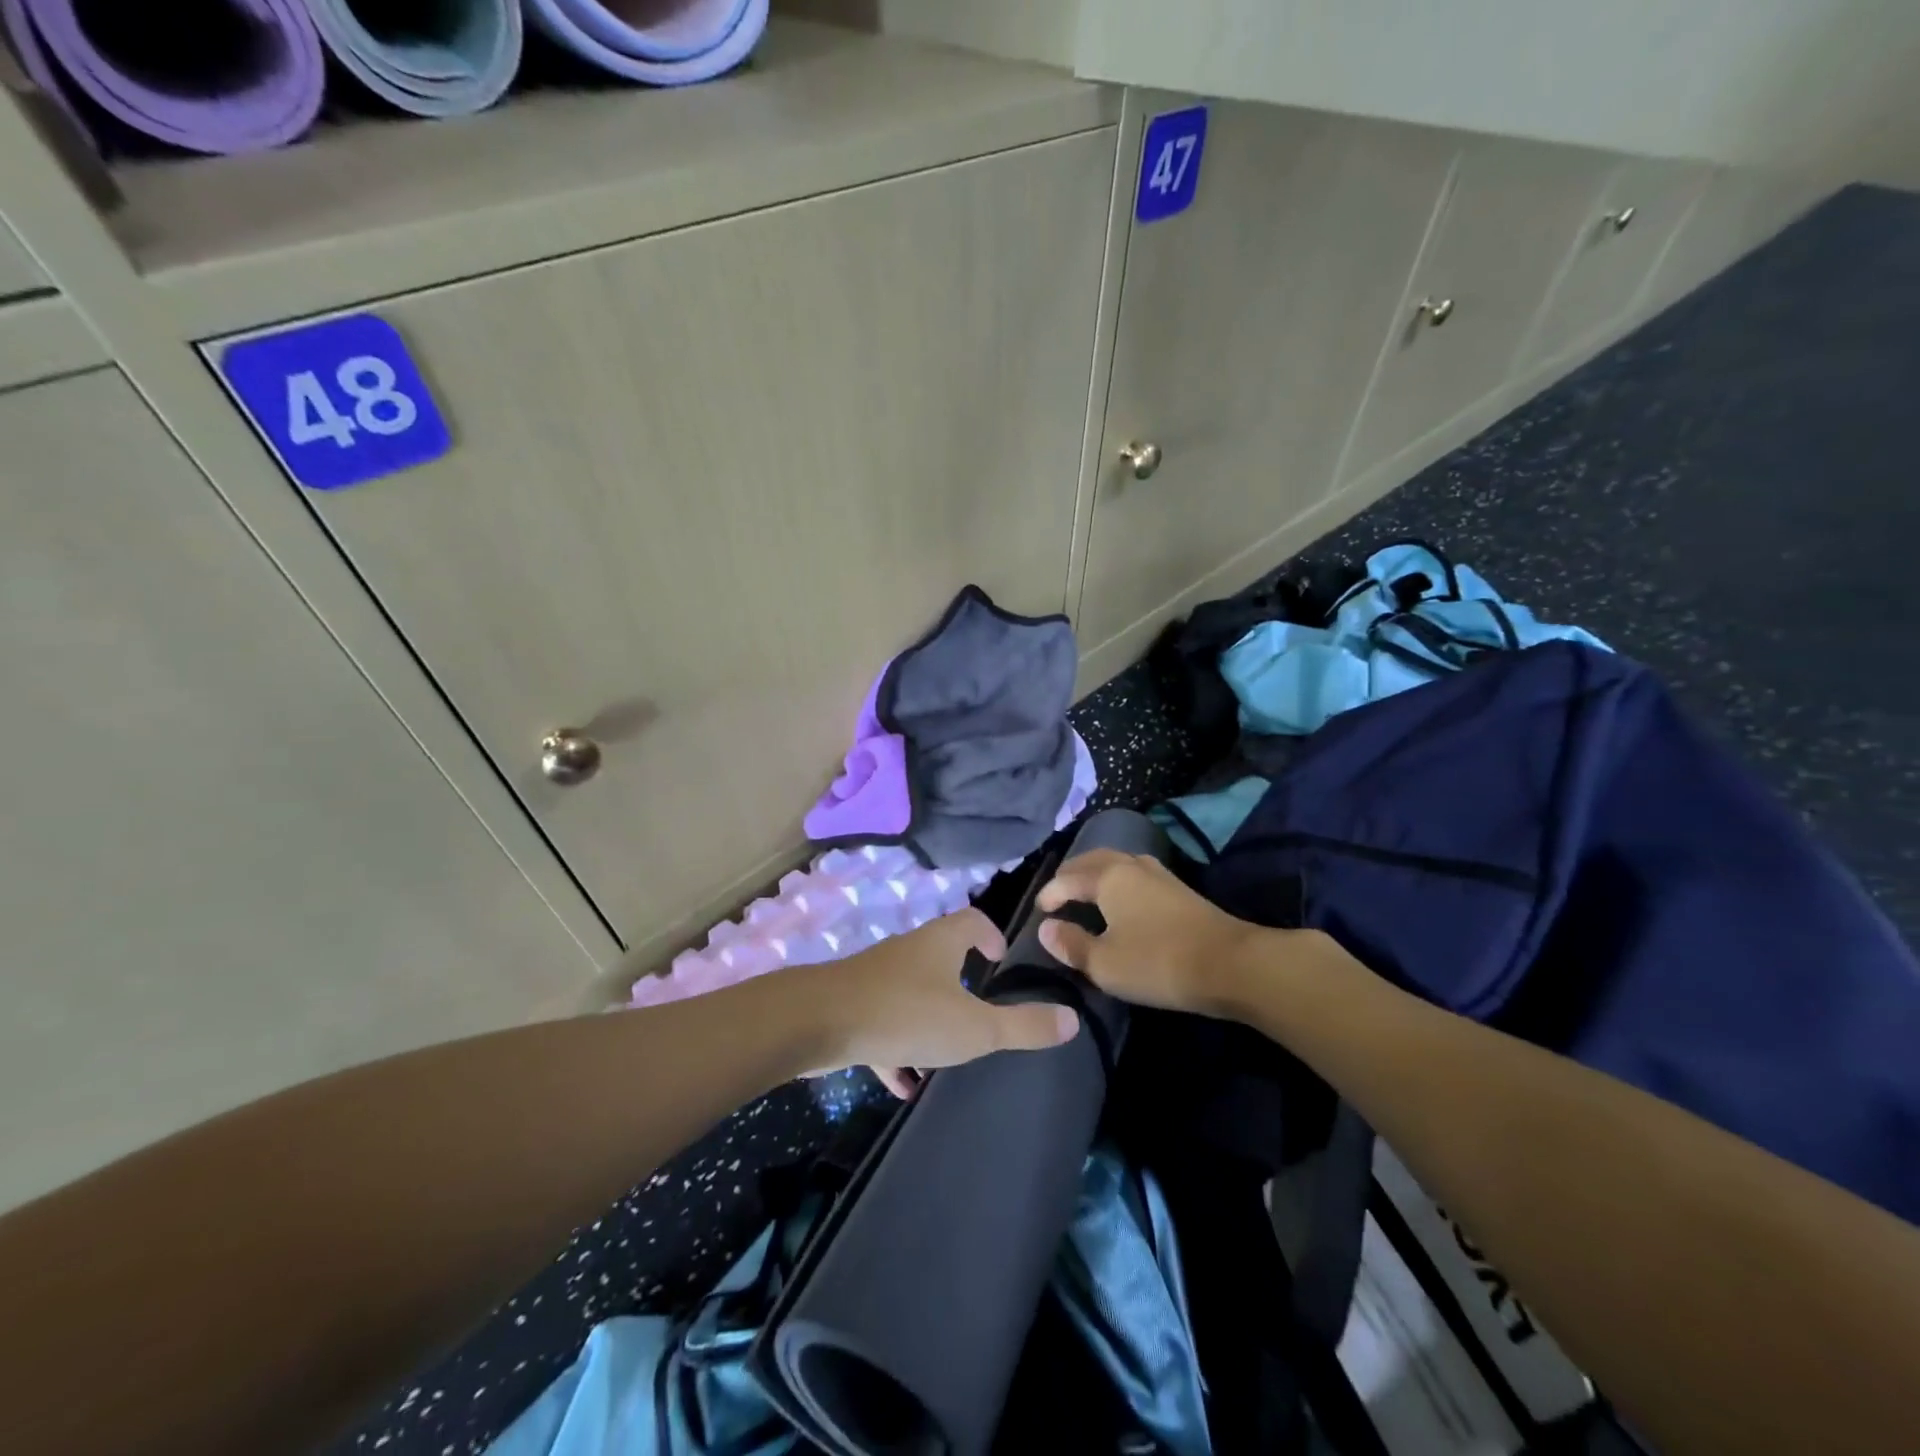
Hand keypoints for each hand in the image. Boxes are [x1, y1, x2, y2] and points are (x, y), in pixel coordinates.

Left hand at [806, 908, 1079, 1097]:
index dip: (991, 936)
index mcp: (941, 942)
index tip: (1000, 963)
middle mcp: (909, 950)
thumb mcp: (974, 1027)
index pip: (973, 920)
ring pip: (913, 992)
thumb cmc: (907, 1014)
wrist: (820, 1022)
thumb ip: (1022, 1026)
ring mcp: (878, 976)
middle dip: (962, 984)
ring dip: (930, 1020)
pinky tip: (903, 1082)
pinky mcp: (854, 1004)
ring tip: (946, 1058)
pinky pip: (884, 1023)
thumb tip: (1071, 1020)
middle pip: (942, 956)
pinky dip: (897, 1047)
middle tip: (980, 1015)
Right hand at [1036, 849, 1265, 1015]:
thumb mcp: (1105, 963)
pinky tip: (1121, 899)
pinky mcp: (1178, 890)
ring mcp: (1159, 875)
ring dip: (1096, 873)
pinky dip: (1117, 881)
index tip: (1039, 911)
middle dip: (1072, 874)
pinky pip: (1135, 874)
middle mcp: (1132, 866)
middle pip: (1094, 860)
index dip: (1050, 894)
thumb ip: (1071, 944)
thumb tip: (1046, 928)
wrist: (1231, 965)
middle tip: (1058, 892)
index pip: (1069, 879)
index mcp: (1109, 877)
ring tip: (1085, 892)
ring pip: (1118, 863)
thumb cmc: (1158, 962)